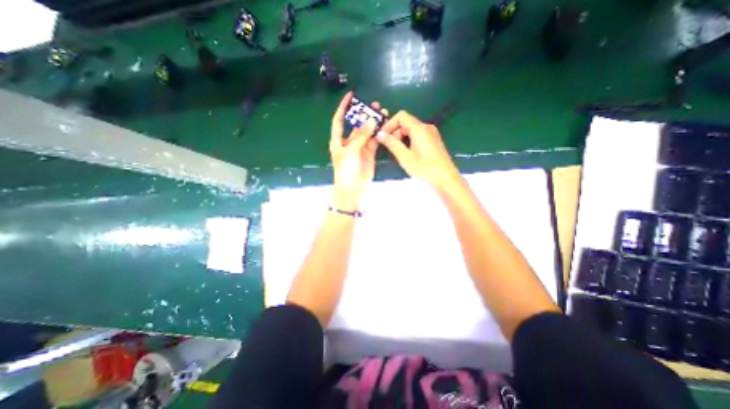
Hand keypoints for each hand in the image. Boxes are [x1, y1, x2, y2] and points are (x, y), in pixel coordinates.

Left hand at [330, 92, 387, 209]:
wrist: (353, 189)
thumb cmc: (346, 170)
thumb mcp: (351, 151)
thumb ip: (361, 136)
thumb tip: (371, 120)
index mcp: (338, 140)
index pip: (339, 120)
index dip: (343, 107)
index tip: (351, 95)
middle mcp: (349, 142)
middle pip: (356, 124)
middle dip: (364, 114)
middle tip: (375, 105)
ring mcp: (360, 148)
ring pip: (367, 132)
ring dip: (374, 123)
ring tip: (383, 113)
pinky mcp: (369, 153)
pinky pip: (374, 140)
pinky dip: (379, 134)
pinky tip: (385, 126)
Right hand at [376, 110, 460, 190]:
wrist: (446, 181)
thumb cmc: (425, 169)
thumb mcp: (405, 157)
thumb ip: (391, 143)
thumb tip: (379, 134)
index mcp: (420, 128)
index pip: (401, 116)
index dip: (389, 124)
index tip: (382, 137)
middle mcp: (426, 127)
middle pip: (406, 123)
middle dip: (395, 133)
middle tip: (389, 148)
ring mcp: (431, 134)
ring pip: (411, 130)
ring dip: (401, 139)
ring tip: (397, 153)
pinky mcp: (433, 142)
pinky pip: (417, 136)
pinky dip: (409, 142)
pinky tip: (407, 154)